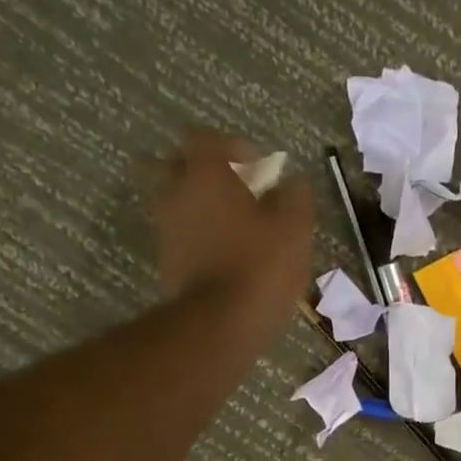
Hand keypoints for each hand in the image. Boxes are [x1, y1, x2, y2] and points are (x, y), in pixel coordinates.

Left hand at [132, 129, 312, 325]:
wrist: (221, 322)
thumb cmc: (261, 263)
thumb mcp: (294, 226)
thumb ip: (294, 196)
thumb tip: (292, 182)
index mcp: (205, 175)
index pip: (205, 138)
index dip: (233, 146)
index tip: (259, 165)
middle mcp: (176, 194)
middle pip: (180, 165)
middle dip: (208, 172)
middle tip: (240, 190)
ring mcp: (166, 229)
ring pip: (180, 202)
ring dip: (204, 206)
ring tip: (239, 227)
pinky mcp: (167, 261)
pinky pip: (183, 235)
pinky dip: (202, 236)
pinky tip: (230, 254)